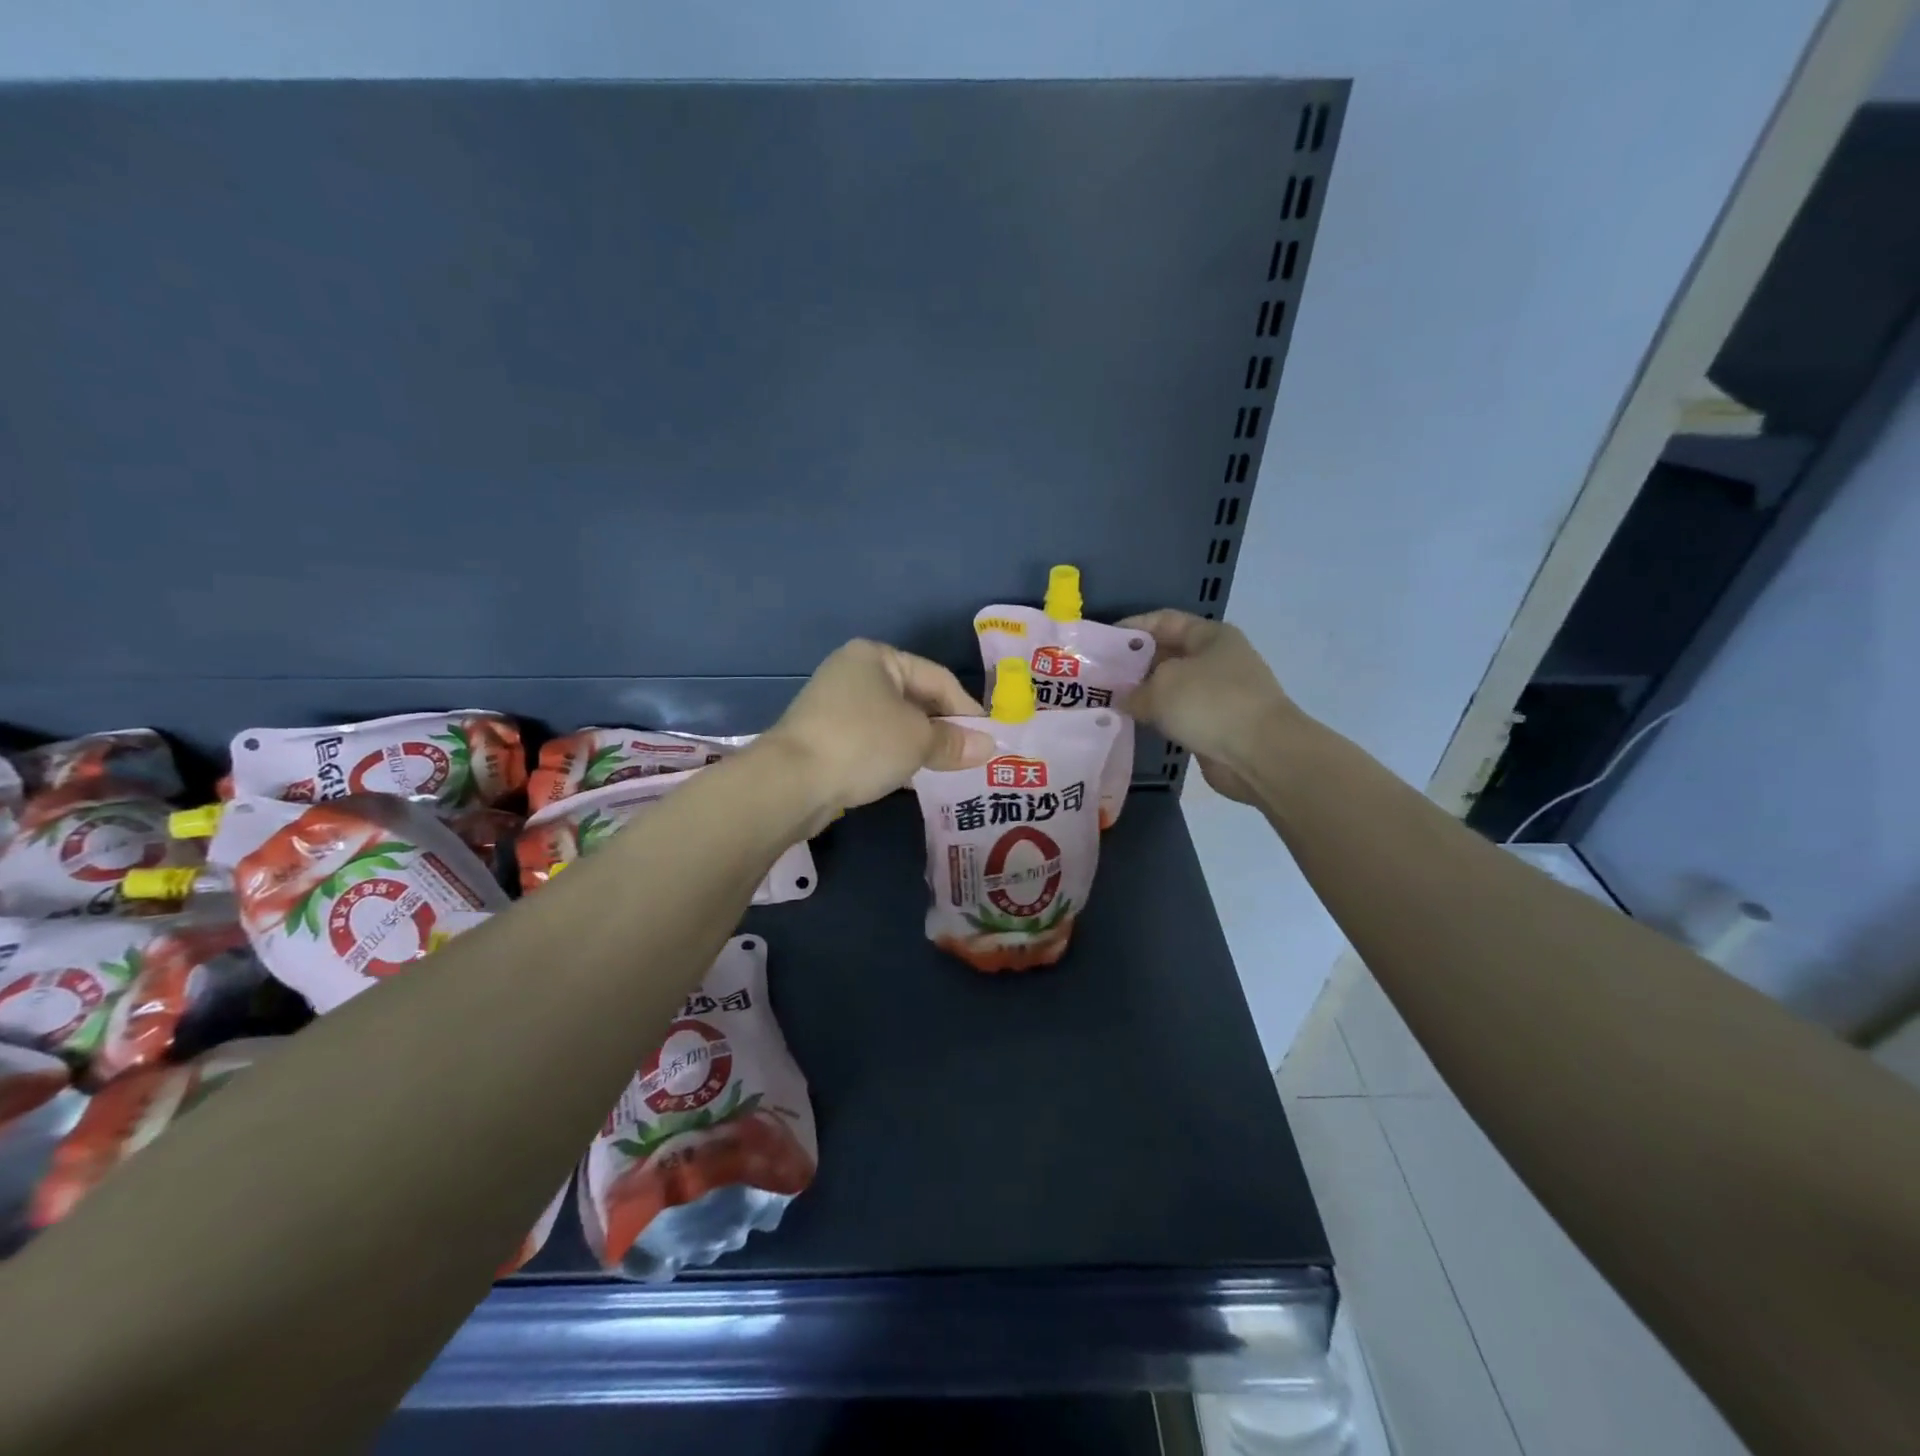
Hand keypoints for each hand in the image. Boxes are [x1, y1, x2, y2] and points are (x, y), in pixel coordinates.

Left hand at [763, 640, 993, 821]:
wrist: (790, 782)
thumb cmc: (863, 743)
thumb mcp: (918, 740)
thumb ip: (954, 741)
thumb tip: (988, 747)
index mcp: (876, 656)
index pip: (937, 677)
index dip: (967, 708)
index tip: (989, 739)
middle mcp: (854, 673)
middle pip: (914, 698)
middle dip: (943, 728)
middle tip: (971, 757)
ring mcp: (835, 706)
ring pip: (893, 723)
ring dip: (921, 745)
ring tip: (948, 771)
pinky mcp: (825, 737)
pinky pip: (873, 742)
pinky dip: (895, 756)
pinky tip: (914, 779)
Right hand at [1119, 610, 1300, 804]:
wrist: (1259, 754)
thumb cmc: (1210, 703)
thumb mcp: (1161, 686)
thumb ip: (1134, 690)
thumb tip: (1123, 699)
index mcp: (1210, 636)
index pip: (1163, 621)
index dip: (1130, 628)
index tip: (1100, 642)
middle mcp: (1216, 660)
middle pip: (1165, 654)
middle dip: (1132, 664)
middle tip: (1096, 676)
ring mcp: (1218, 694)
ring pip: (1170, 688)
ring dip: (1142, 695)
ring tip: (1106, 701)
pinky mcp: (1215, 725)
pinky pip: (1177, 715)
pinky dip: (1156, 718)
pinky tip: (1130, 724)